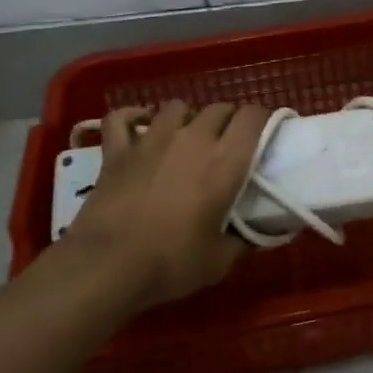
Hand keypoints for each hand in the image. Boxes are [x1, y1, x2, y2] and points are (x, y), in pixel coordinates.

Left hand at [55, 101, 270, 311]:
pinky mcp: (117, 149)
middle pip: (219, 108)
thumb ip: (242, 240)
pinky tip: (139, 126)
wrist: (107, 266)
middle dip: (229, 121)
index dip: (263, 119)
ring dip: (187, 118)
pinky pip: (123, 117)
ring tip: (187, 138)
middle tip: (228, 145)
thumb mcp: (219, 261)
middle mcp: (192, 138)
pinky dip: (132, 117)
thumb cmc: (170, 262)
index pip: (253, 117)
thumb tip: (255, 234)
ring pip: (177, 107)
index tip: (266, 134)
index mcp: (225, 161)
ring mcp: (151, 139)